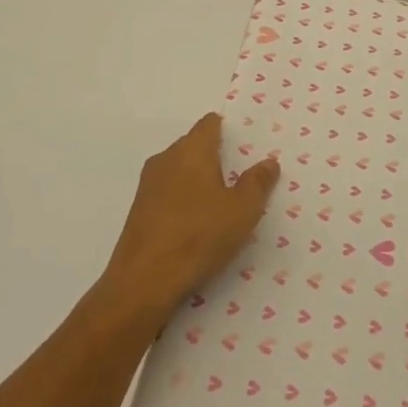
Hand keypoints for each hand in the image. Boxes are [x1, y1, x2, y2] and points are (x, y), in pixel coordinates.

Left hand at [100, 113, 280, 325]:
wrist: (144, 282)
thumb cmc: (199, 236)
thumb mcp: (243, 210)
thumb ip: (258, 182)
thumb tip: (268, 162)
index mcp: (192, 150)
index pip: (209, 124)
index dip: (227, 129)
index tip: (245, 144)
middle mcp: (166, 159)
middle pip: (194, 145)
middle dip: (216, 156)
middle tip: (241, 174)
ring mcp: (148, 186)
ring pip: (179, 171)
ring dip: (198, 180)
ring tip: (222, 201)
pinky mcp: (139, 211)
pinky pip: (168, 193)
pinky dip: (184, 200)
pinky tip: (197, 223)